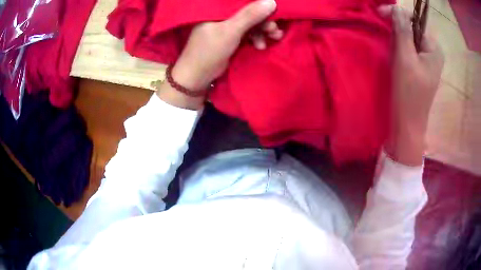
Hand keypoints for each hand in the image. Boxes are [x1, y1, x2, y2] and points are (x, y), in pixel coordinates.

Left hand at [157, 0, 280, 109]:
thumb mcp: (230, 31)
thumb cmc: (209, 51)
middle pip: (248, 13)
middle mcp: (223, 15)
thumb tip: (271, 1)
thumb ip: (249, 16)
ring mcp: (227, 27)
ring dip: (263, 30)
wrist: (197, 77)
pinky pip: (248, 33)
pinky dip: (256, 38)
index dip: (259, 5)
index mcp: (218, 9)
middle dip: (264, 21)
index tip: (274, 11)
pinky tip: (261, 45)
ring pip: (250, 23)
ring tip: (274, 38)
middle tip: (275, 30)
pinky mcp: (231, 38)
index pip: (242, 2)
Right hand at [379, 5, 443, 165]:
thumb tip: (397, 8)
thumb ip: (402, 31)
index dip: (398, 15)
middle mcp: (433, 52)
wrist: (407, 124)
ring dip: (397, 38)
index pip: (415, 21)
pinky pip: (409, 49)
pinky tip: (394, 54)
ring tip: (389, 46)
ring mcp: (427, 60)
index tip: (380, 14)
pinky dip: (399, 47)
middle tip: (383, 33)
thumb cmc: (408, 93)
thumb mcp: (405, 59)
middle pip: (413, 29)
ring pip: (410, 38)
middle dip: (397, 28)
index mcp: (434, 49)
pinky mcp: (421, 67)